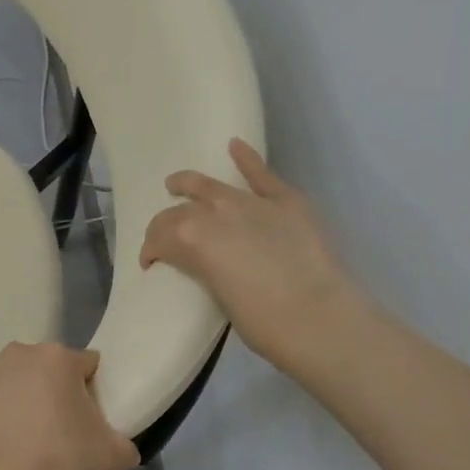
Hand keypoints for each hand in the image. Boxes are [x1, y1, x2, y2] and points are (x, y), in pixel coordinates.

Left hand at [0, 343, 139, 469]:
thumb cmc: (58, 458)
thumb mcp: (111, 456)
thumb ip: (126, 445)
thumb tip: (124, 447)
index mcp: (59, 358)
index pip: (87, 366)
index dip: (91, 390)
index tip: (88, 418)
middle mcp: (21, 351)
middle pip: (48, 367)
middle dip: (54, 389)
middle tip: (57, 428)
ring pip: (15, 377)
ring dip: (21, 394)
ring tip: (24, 434)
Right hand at [140, 139, 364, 370]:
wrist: (318, 319)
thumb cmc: (263, 324)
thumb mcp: (218, 297)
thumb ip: (206, 271)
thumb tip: (208, 265)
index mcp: (191, 241)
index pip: (160, 237)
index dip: (151, 250)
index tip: (151, 263)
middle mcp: (215, 212)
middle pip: (180, 212)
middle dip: (166, 224)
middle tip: (165, 237)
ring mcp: (251, 203)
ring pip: (211, 186)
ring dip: (190, 184)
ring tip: (177, 184)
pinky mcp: (286, 201)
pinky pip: (262, 175)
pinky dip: (247, 159)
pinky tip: (235, 146)